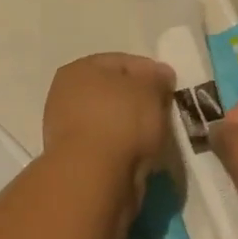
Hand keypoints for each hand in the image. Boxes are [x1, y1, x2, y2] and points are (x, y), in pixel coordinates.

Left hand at [41, 54, 175, 198]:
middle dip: (140, 99)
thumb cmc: (121, 120)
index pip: (121, 62)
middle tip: (165, 110)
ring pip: (110, 119)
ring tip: (157, 134)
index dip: (150, 71)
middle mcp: (66, 94)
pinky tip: (141, 153)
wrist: (93, 176)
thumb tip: (159, 75)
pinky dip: (124, 146)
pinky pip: (107, 144)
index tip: (171, 86)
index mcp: (79, 69)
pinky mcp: (75, 158)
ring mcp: (66, 128)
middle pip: (113, 91)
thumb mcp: (150, 89)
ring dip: (132, 125)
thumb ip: (157, 78)